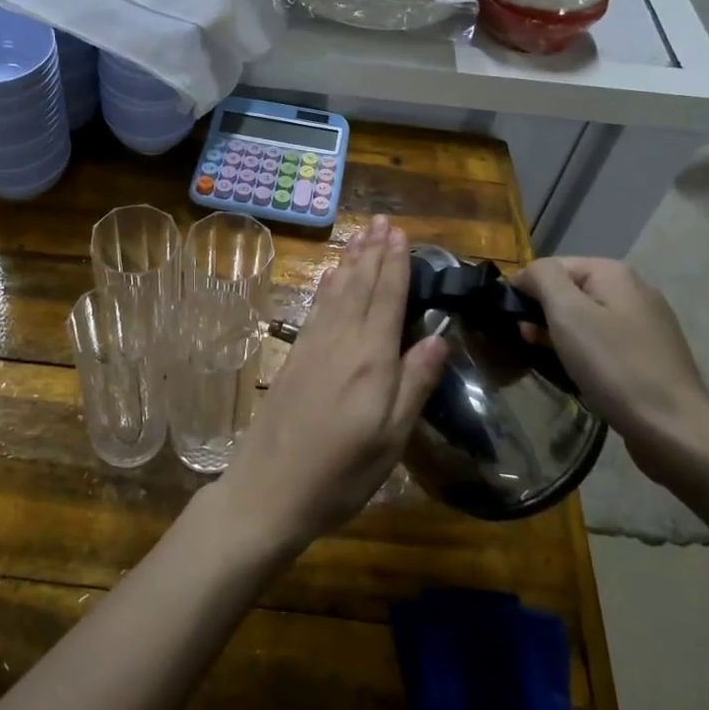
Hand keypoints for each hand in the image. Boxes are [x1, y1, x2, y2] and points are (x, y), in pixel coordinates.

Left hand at [216, 217, 447, 556]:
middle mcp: (341, 341)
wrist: (269, 489)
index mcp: (371, 359)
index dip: (395, 264)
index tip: (400, 232)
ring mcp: (313, 346)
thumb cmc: (340, 473)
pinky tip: (330, 278)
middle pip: (360, 286)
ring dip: (350, 261)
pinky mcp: (295, 357)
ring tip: (359, 235)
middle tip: (382, 220)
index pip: (387, 298)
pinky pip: (317, 308)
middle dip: (373, 251)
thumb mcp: (391, 438)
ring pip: (336, 292)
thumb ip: (415, 384)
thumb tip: (440, 337)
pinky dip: (328, 286)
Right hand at [512, 256, 708, 486]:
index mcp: (614, 272)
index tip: (512, 321)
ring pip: (587, 316)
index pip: (551, 266)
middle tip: (526, 341)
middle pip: (570, 290)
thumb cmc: (612, 365)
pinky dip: (585, 349)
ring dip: (561, 333)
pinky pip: (605, 339)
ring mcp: (647, 321)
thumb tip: (528, 273)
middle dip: (543, 312)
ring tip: (547, 357)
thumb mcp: (567, 313)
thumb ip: (543, 278)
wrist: (672, 427)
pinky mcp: (652, 352)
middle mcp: (634, 288)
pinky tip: (579, 370)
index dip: (525, 289)